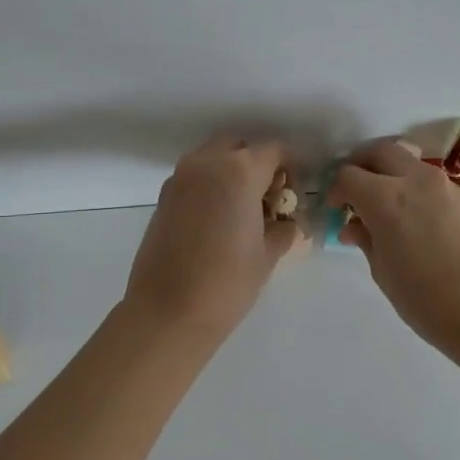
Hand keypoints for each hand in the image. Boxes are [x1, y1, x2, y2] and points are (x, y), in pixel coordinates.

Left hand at [124, 136, 303, 342]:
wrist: (167, 312)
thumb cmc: (227, 282)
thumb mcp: (268, 255)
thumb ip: (282, 229)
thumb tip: (286, 224)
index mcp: (239, 171)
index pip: (274, 150)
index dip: (291, 167)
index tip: (296, 192)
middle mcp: (207, 163)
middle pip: (239, 147)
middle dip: (258, 164)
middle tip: (269, 199)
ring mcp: (179, 178)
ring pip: (213, 158)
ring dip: (231, 172)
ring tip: (243, 211)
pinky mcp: (163, 197)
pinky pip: (194, 178)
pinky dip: (210, 186)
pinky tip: (218, 221)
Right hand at [328, 139, 459, 353]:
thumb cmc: (424, 298)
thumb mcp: (382, 271)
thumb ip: (365, 239)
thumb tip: (355, 226)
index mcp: (386, 198)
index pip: (349, 175)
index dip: (336, 190)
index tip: (336, 210)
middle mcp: (414, 180)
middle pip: (380, 152)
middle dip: (361, 166)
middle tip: (353, 192)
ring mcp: (442, 186)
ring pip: (406, 160)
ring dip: (388, 172)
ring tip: (380, 204)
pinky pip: (426, 179)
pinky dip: (409, 185)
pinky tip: (407, 215)